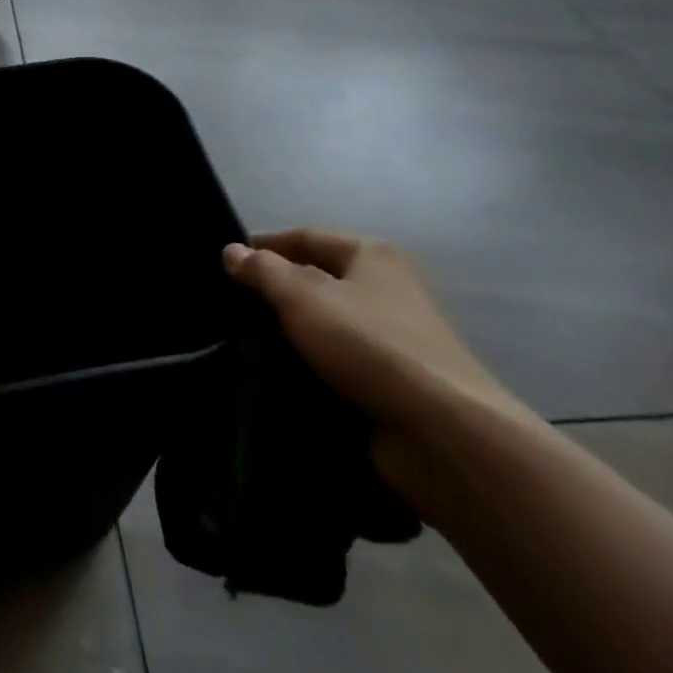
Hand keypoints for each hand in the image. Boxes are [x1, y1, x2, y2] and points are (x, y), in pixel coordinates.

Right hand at [223, 231, 533, 505]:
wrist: (443, 435)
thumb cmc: (369, 344)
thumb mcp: (302, 297)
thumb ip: (262, 271)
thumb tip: (231, 251)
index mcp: (372, 255)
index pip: (307, 237)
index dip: (267, 245)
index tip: (229, 261)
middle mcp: (388, 290)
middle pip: (318, 282)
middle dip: (277, 294)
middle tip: (232, 307)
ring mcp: (395, 341)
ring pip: (328, 328)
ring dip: (293, 336)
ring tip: (245, 346)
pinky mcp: (395, 386)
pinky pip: (340, 367)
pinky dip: (312, 370)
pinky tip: (279, 379)